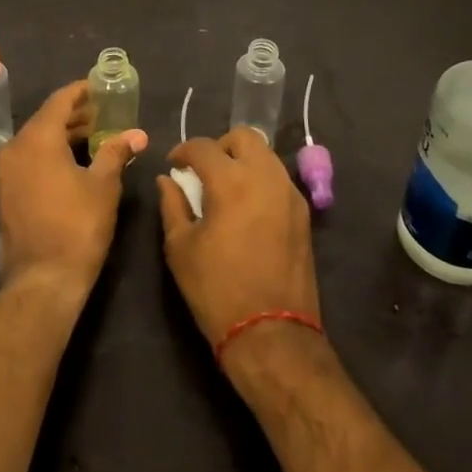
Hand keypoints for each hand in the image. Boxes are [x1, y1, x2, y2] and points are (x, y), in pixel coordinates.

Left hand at [0, 80, 147, 299]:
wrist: (42, 280)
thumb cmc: (77, 227)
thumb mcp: (103, 186)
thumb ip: (116, 152)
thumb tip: (137, 133)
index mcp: (36, 139)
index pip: (59, 101)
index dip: (81, 92)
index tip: (101, 88)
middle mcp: (14, 148)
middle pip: (46, 119)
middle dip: (75, 115)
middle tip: (104, 113)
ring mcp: (5, 172)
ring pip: (36, 140)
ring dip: (63, 135)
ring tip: (95, 137)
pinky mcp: (5, 193)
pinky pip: (29, 159)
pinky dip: (50, 153)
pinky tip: (74, 162)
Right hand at [157, 130, 320, 364]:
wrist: (272, 335)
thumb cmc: (217, 290)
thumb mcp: (181, 248)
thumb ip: (173, 205)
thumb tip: (168, 181)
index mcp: (231, 182)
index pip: (203, 147)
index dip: (183, 151)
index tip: (173, 165)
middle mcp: (265, 177)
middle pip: (244, 137)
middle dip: (219, 145)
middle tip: (203, 170)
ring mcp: (290, 194)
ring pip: (266, 155)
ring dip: (243, 160)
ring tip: (225, 187)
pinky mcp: (303, 214)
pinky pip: (278, 179)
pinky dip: (260, 179)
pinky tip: (246, 206)